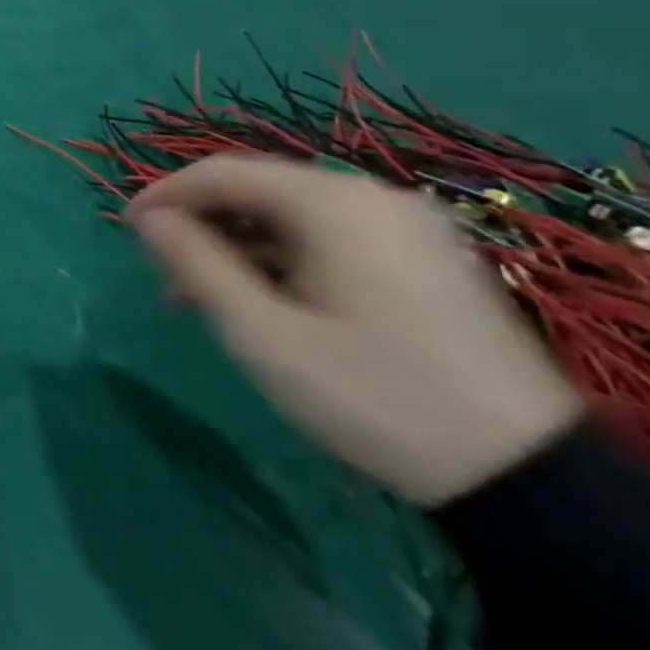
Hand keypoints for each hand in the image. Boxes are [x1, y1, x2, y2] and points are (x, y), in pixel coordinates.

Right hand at [127, 156, 582, 505]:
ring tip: (199, 294)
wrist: (525, 478)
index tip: (124, 228)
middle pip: (256, 189)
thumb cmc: (370, 393)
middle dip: (199, 224)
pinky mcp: (422, 257)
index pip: (221, 172)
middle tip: (161, 269)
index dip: (163, 194)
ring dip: (235, 244)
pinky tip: (258, 298)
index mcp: (332, 203)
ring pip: (289, 215)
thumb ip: (195, 262)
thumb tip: (146, 217)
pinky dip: (279, 256)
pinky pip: (326, 236)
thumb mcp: (261, 332)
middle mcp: (371, 197)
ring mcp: (404, 226)